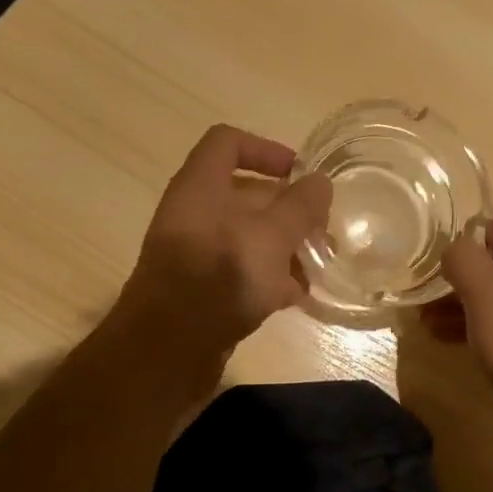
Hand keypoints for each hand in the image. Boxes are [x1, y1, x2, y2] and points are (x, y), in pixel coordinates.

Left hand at [112, 124, 331, 368]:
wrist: (168, 348)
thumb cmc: (221, 277)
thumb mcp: (270, 237)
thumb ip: (299, 207)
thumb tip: (321, 182)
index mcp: (201, 186)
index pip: (228, 143)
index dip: (266, 149)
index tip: (301, 173)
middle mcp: (195, 214)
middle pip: (246, 195)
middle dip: (289, 210)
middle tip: (324, 230)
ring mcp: (197, 253)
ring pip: (248, 237)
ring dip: (285, 248)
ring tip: (319, 266)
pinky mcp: (202, 290)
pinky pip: (241, 272)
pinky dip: (269, 278)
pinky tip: (298, 296)